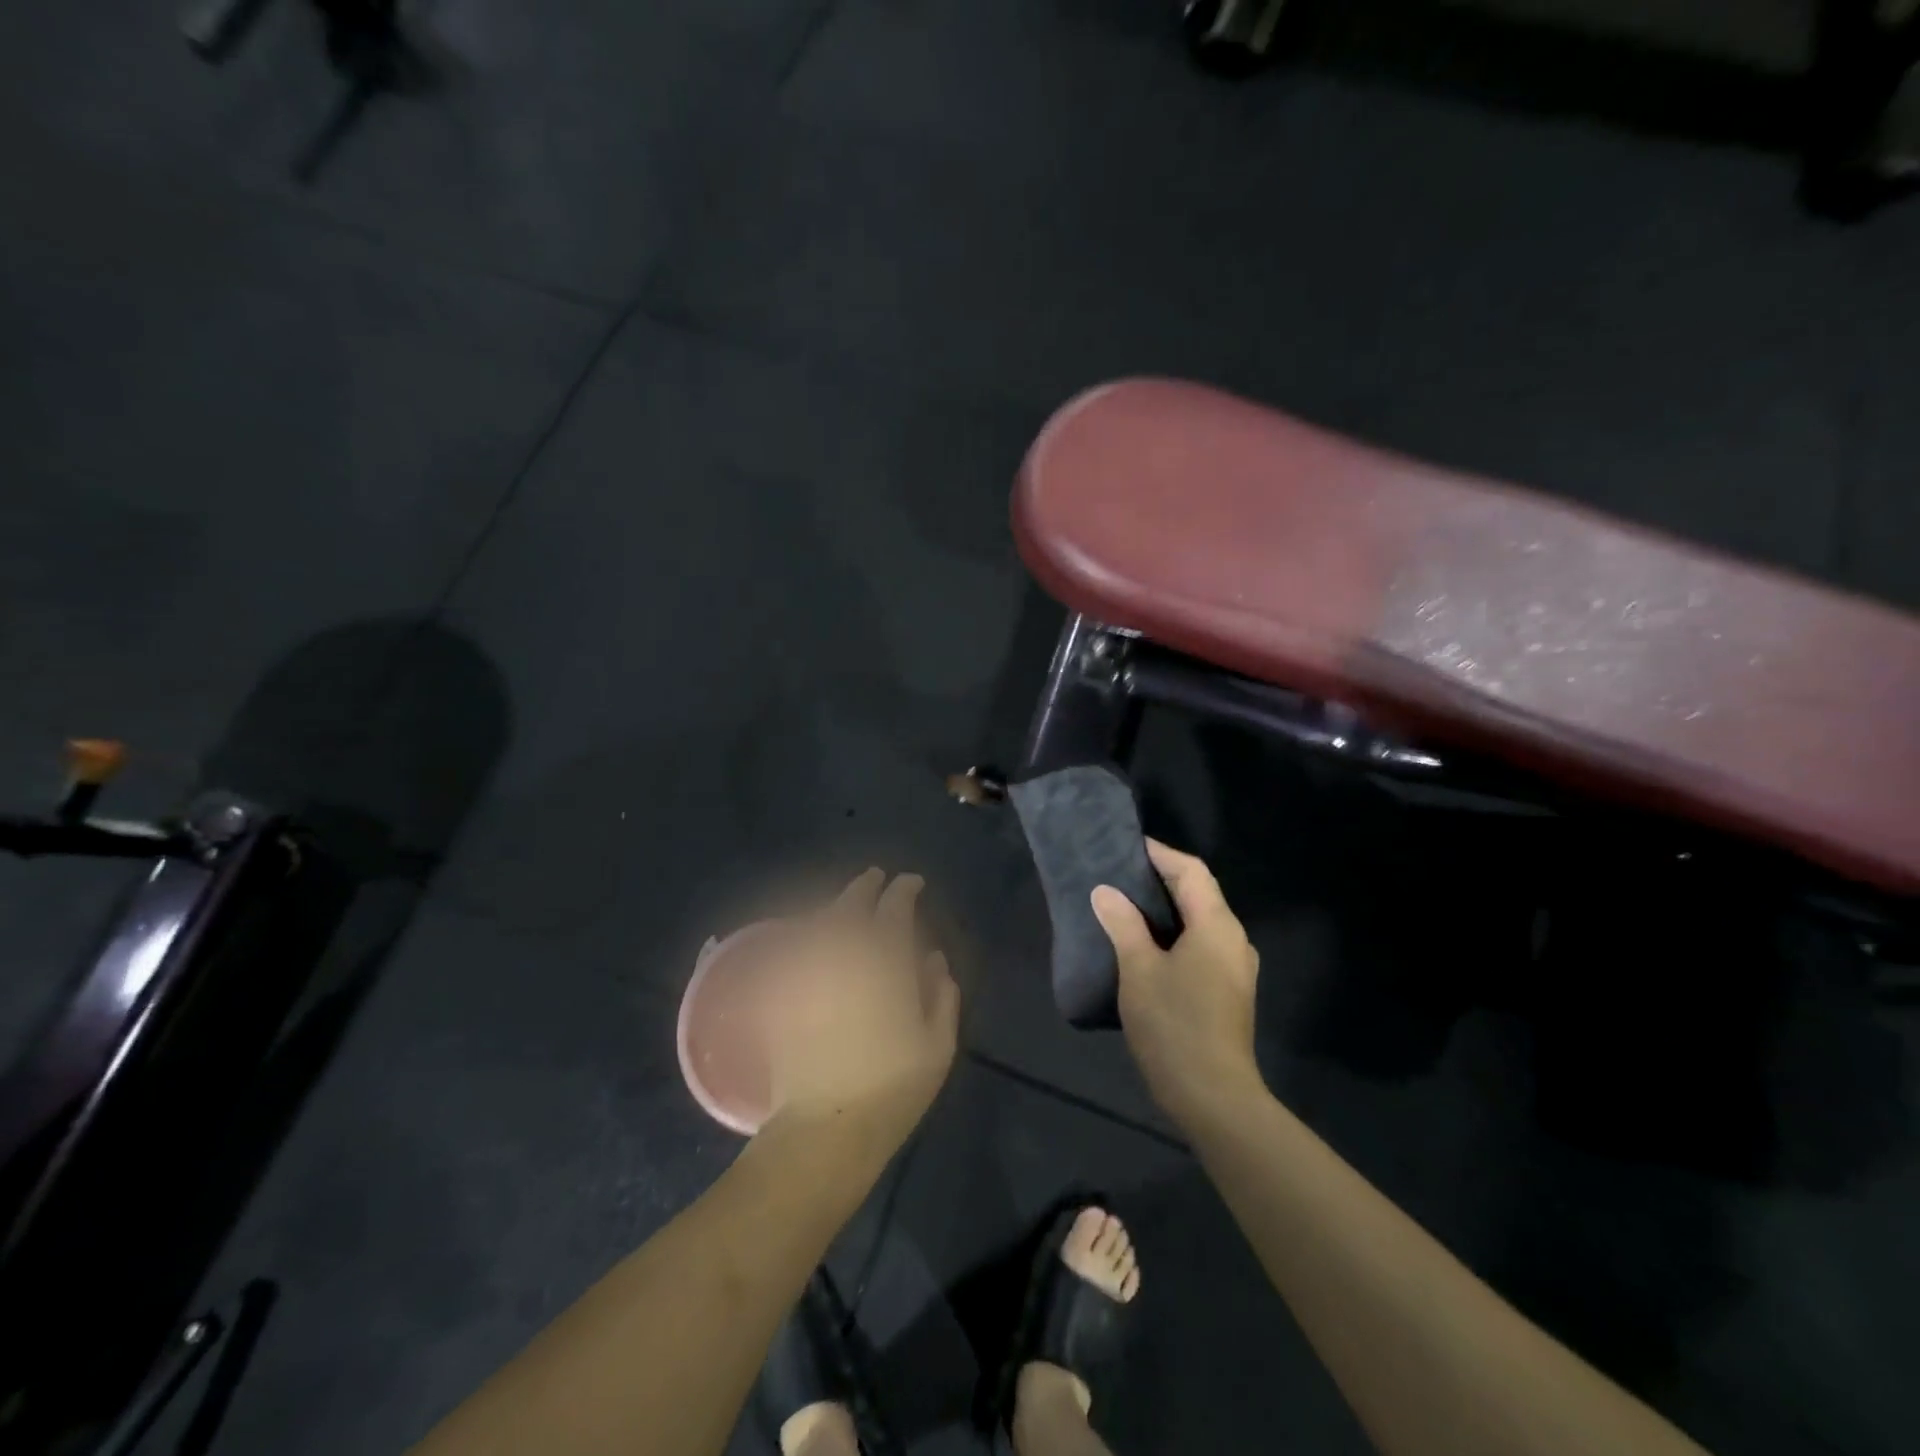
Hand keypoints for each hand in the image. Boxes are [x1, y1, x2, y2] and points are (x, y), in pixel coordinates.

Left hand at [757, 869, 959, 1156]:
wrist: (825, 1127)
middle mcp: (844, 951)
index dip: (905, 889)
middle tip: (876, 879)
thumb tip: (932, 959)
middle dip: (867, 886)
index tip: (913, 884)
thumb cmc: (893, 1087)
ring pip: (820, 917)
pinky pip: (794, 946)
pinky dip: (806, 933)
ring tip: (847, 904)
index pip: (895, 906)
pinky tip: (813, 936)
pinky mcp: (783, 989)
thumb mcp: (938, 1043)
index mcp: (886, 958)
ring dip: (837, 904)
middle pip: (852, 901)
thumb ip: (940, 993)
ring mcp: (808, 967)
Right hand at [1090, 840, 1262, 1126]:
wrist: (1213, 1097)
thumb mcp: (1139, 970)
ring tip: (1125, 906)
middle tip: (1118, 875)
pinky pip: (1201, 945)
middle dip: (1160, 880)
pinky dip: (1174, 934)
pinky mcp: (1228, 991)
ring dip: (1166, 909)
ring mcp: (1234, 968)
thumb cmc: (1174, 1024)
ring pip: (1200, 921)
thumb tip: (1105, 892)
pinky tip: (1145, 946)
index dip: (1160, 854)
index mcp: (1217, 926)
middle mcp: (1234, 940)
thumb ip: (1123, 924)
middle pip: (1199, 893)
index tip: (1126, 846)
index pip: (1191, 871)